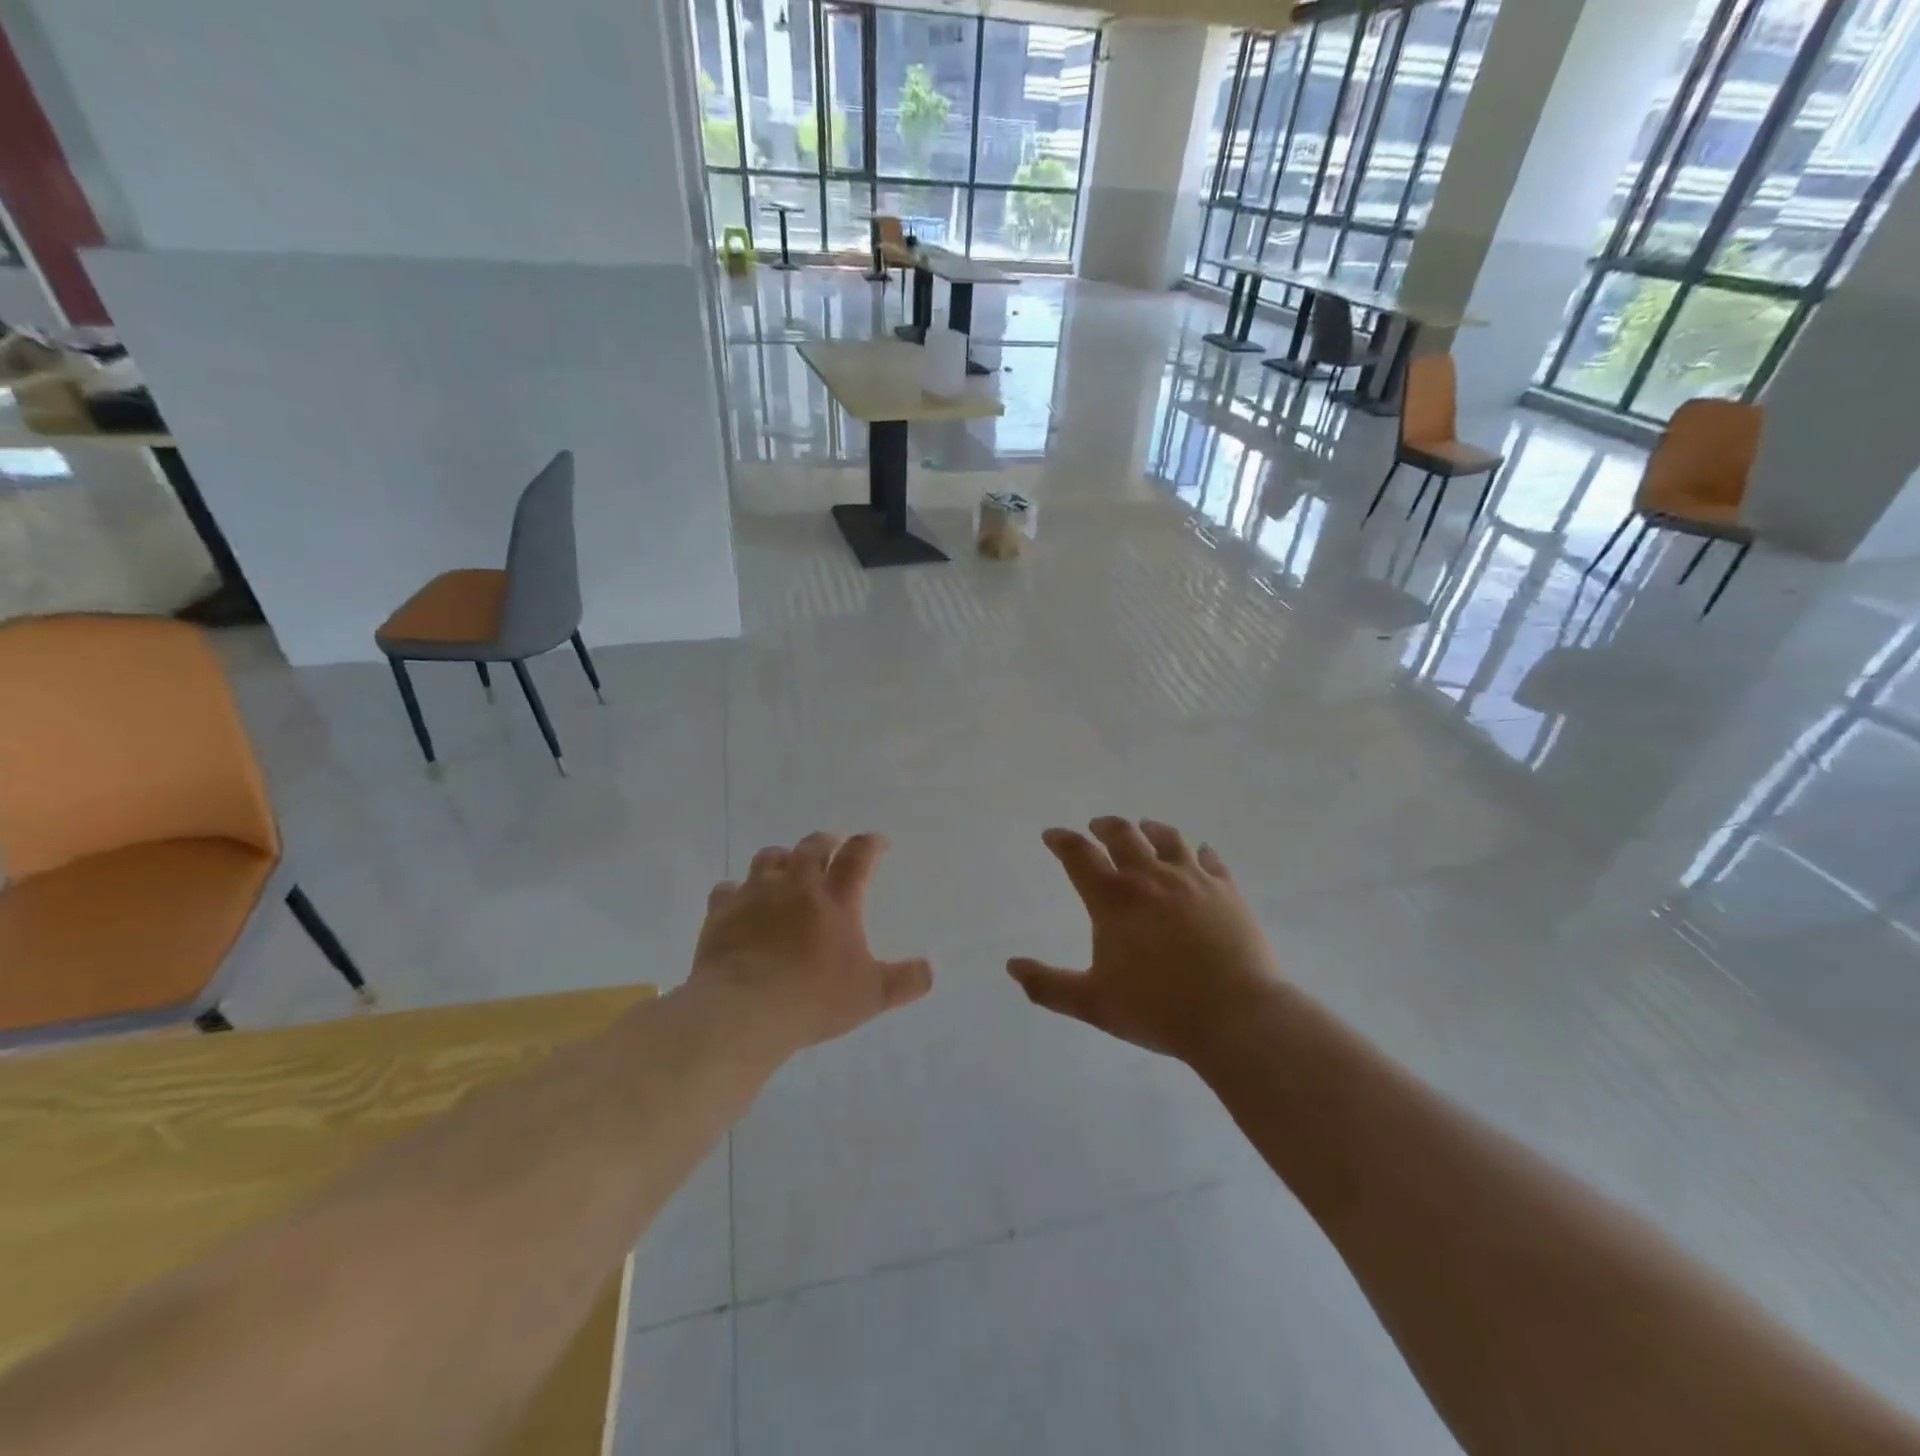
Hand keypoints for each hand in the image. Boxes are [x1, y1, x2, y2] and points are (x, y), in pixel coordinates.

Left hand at [690, 832, 931, 1054]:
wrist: (743, 1009)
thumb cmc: (813, 999)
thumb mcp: (870, 996)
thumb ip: (905, 981)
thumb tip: (931, 970)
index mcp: (836, 898)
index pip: (858, 856)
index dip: (871, 843)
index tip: (878, 842)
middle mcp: (797, 885)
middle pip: (812, 847)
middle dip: (826, 842)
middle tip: (832, 845)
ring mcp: (756, 894)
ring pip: (769, 858)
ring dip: (781, 857)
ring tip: (786, 865)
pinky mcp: (721, 911)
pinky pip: (727, 888)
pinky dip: (737, 890)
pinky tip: (739, 900)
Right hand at [1008, 818, 1281, 1062]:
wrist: (1236, 1016)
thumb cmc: (1158, 1010)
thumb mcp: (1094, 1004)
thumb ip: (1048, 985)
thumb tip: (1011, 966)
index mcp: (1113, 900)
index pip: (1079, 855)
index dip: (1062, 840)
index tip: (1053, 835)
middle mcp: (1150, 878)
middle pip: (1123, 834)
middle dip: (1104, 826)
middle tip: (1096, 827)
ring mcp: (1192, 879)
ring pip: (1167, 838)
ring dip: (1149, 829)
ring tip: (1143, 828)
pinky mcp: (1226, 890)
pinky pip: (1211, 859)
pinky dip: (1199, 852)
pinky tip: (1200, 854)